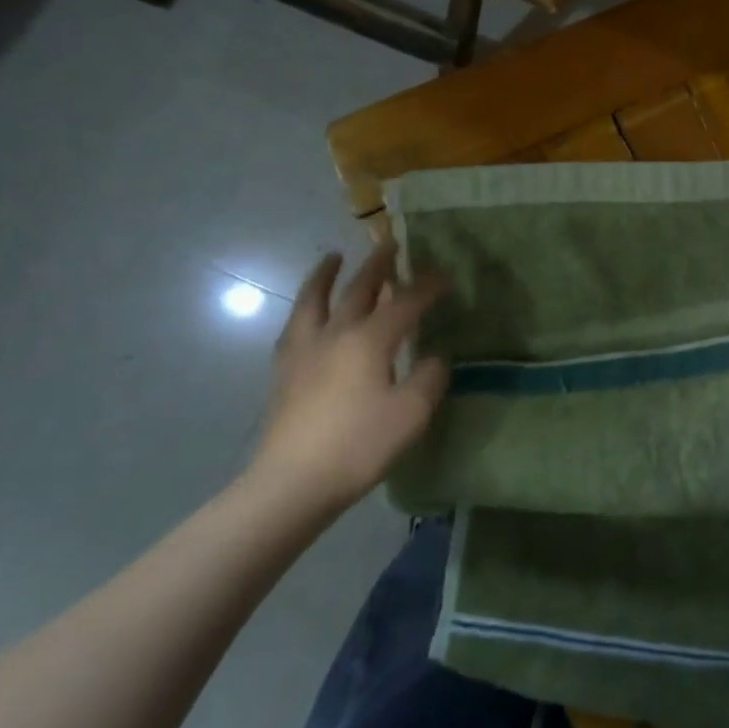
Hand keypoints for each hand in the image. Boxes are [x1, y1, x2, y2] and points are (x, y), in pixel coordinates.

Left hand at [245, 245, 449, 522]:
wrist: (291, 483)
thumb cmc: (358, 445)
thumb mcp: (411, 414)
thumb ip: (428, 379)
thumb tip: (434, 357)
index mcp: (369, 340)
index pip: (405, 302)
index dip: (427, 287)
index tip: (445, 276)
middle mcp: (335, 334)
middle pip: (358, 290)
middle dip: (378, 265)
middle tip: (389, 244)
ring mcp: (304, 352)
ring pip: (314, 300)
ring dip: (326, 275)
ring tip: (333, 258)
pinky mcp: (283, 373)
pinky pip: (295, 326)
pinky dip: (306, 309)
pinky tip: (308, 314)